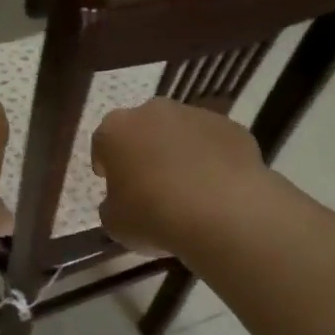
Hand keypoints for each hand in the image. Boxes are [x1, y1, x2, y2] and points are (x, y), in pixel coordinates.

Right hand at [92, 99, 266, 252]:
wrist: (223, 213)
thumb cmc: (155, 216)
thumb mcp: (115, 223)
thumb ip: (112, 204)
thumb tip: (122, 200)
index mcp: (116, 129)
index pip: (102, 141)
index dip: (106, 163)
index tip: (111, 182)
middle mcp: (154, 112)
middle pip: (143, 128)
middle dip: (144, 151)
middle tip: (149, 183)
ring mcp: (196, 115)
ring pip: (180, 132)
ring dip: (179, 152)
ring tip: (187, 188)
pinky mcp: (232, 127)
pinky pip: (213, 143)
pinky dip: (212, 159)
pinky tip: (216, 188)